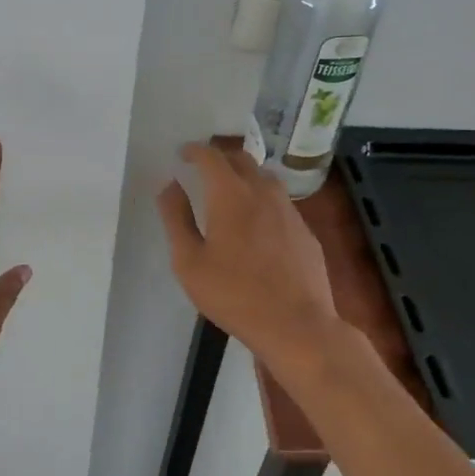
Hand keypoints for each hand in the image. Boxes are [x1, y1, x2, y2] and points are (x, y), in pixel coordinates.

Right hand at [155, 142, 344, 367]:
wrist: (297, 325)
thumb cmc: (234, 294)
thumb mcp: (189, 262)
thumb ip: (176, 219)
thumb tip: (169, 185)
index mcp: (231, 194)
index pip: (211, 156)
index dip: (195, 150)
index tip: (183, 154)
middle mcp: (263, 192)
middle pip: (242, 160)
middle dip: (220, 158)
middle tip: (204, 170)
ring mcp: (289, 210)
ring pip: (265, 178)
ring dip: (245, 176)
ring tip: (230, 192)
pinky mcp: (305, 231)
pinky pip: (281, 203)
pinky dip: (263, 201)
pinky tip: (258, 225)